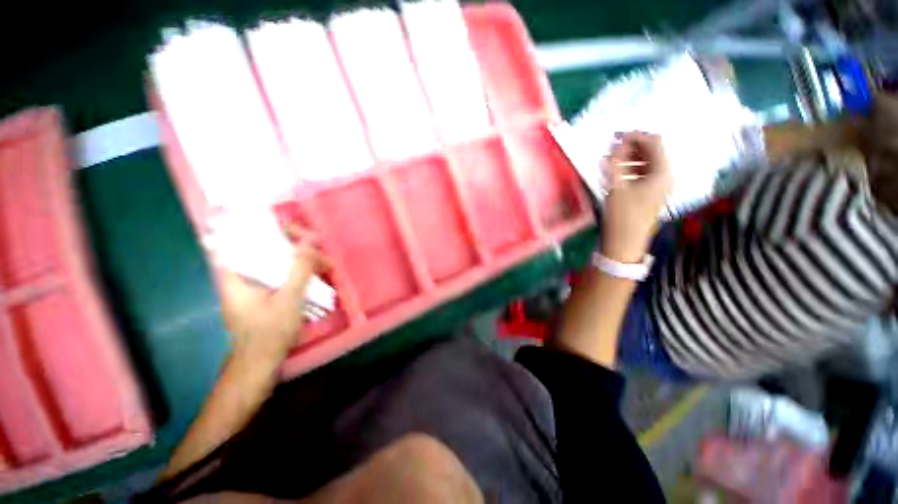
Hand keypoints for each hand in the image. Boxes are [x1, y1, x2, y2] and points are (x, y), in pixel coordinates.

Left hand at [218, 230, 328, 365]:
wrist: (261, 365)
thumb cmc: (270, 332)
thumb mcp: (289, 299)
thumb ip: (299, 269)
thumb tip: (310, 242)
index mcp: (234, 277)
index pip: (237, 241)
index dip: (259, 229)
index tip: (286, 228)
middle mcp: (237, 280)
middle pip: (258, 252)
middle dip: (287, 246)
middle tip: (312, 246)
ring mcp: (248, 290)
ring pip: (269, 265)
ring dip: (294, 261)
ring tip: (318, 262)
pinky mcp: (259, 298)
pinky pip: (275, 277)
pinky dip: (292, 273)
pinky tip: (310, 276)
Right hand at [601, 132, 671, 262]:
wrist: (625, 243)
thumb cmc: (622, 216)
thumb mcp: (616, 187)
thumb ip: (617, 163)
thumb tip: (617, 143)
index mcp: (662, 172)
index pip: (654, 143)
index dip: (636, 136)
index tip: (616, 136)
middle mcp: (665, 176)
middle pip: (652, 152)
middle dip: (632, 147)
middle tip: (612, 147)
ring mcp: (659, 186)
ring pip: (647, 163)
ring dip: (630, 158)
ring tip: (611, 160)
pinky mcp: (651, 194)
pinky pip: (643, 174)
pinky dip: (631, 169)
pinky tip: (617, 173)